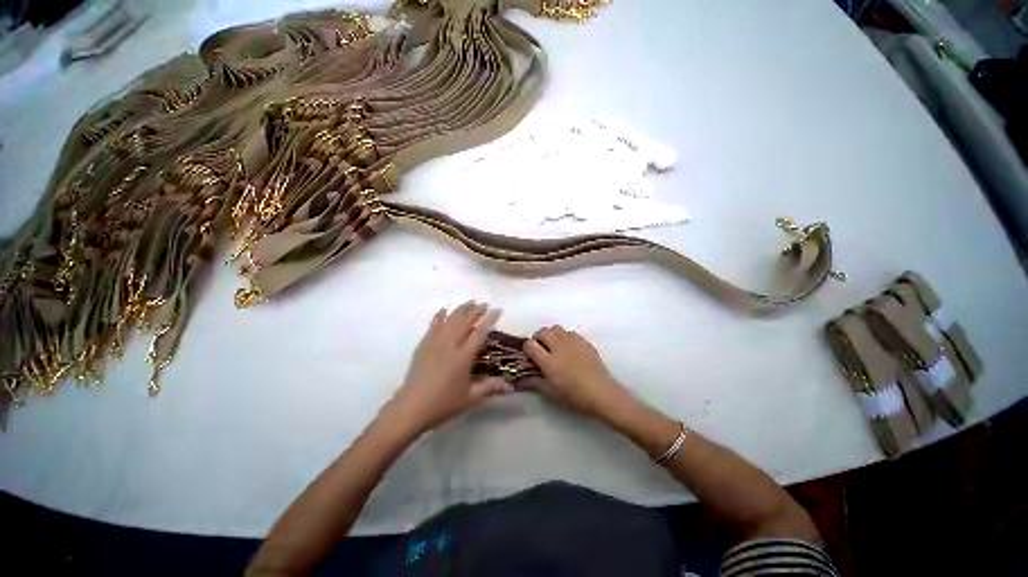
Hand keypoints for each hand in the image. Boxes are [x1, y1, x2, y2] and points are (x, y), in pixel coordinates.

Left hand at [381, 302, 507, 435]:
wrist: (411, 408)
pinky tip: (443, 310)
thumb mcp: (470, 398)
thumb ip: (489, 388)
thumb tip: (507, 384)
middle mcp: (450, 345)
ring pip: (449, 320)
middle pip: (464, 321)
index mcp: (463, 356)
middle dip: (475, 310)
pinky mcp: (423, 346)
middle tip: (484, 304)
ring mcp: (435, 343)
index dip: (489, 319)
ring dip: (460, 309)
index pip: (479, 332)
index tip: (497, 310)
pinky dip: (439, 316)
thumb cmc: (443, 404)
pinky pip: (433, 326)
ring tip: (469, 302)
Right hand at [523, 325, 632, 421]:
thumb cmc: (575, 396)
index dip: (527, 349)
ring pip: (556, 328)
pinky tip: (569, 350)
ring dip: (552, 335)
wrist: (603, 393)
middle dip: (539, 338)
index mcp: (548, 361)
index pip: (530, 345)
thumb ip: (533, 382)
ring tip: (555, 347)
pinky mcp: (584, 341)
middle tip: (542, 350)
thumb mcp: (551, 392)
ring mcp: (573, 341)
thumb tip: (518, 380)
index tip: (530, 357)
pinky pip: (569, 332)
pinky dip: (565, 337)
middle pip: (542, 331)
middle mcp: (559, 346)